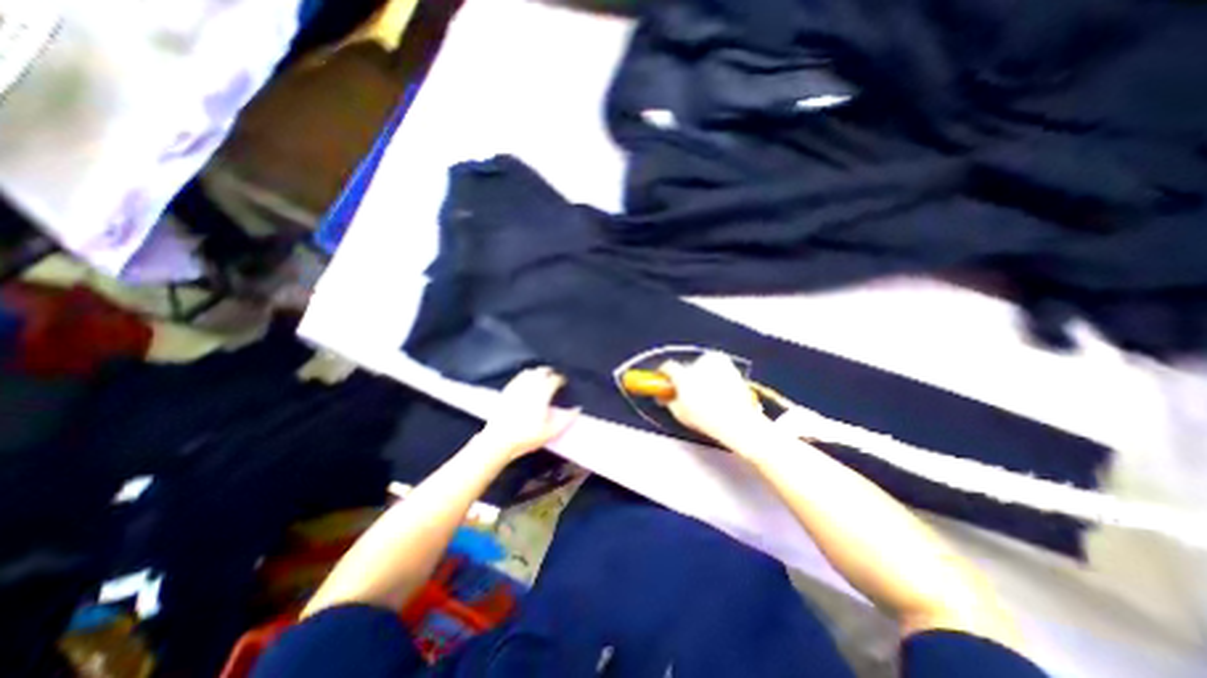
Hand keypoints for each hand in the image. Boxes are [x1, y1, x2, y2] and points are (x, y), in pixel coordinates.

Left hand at [476, 372, 577, 459]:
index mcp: (542, 393)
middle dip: (549, 372)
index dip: (561, 380)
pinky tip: (526, 383)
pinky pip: (517, 377)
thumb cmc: (527, 436)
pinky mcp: (506, 391)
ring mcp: (516, 387)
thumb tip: (578, 409)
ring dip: (537, 373)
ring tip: (541, 378)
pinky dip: (525, 376)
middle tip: (553, 378)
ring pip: (529, 372)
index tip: (563, 383)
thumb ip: (567, 419)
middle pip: (541, 371)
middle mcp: (530, 385)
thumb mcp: (551, 431)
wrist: (499, 440)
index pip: (554, 379)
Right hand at [659, 352, 771, 451]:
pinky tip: (717, 389)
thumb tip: (664, 396)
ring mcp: (715, 362)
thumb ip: (669, 401)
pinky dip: (713, 374)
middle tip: (687, 391)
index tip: (665, 380)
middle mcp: (699, 363)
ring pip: (701, 365)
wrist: (740, 421)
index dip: (665, 374)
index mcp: (684, 375)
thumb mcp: (680, 414)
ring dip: (700, 374)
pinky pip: (715, 366)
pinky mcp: (728, 363)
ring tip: (705, 392)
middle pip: (685, 367)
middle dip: (684, 376)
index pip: (668, 367)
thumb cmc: (708, 420)